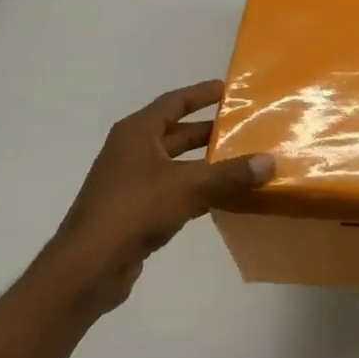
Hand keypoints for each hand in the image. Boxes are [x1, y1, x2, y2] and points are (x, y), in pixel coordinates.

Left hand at [42, 80, 271, 317]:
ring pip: (177, 164)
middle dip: (210, 130)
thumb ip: (230, 174)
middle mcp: (132, 151)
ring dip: (207, 163)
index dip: (202, 93)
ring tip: (243, 161)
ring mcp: (132, 182)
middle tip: (246, 127)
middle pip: (177, 133)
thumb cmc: (134, 211)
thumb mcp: (188, 187)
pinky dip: (198, 190)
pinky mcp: (136, 211)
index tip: (231, 89)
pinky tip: (225, 197)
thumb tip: (270, 161)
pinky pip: (174, 191)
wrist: (88, 267)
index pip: (175, 101)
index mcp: (137, 133)